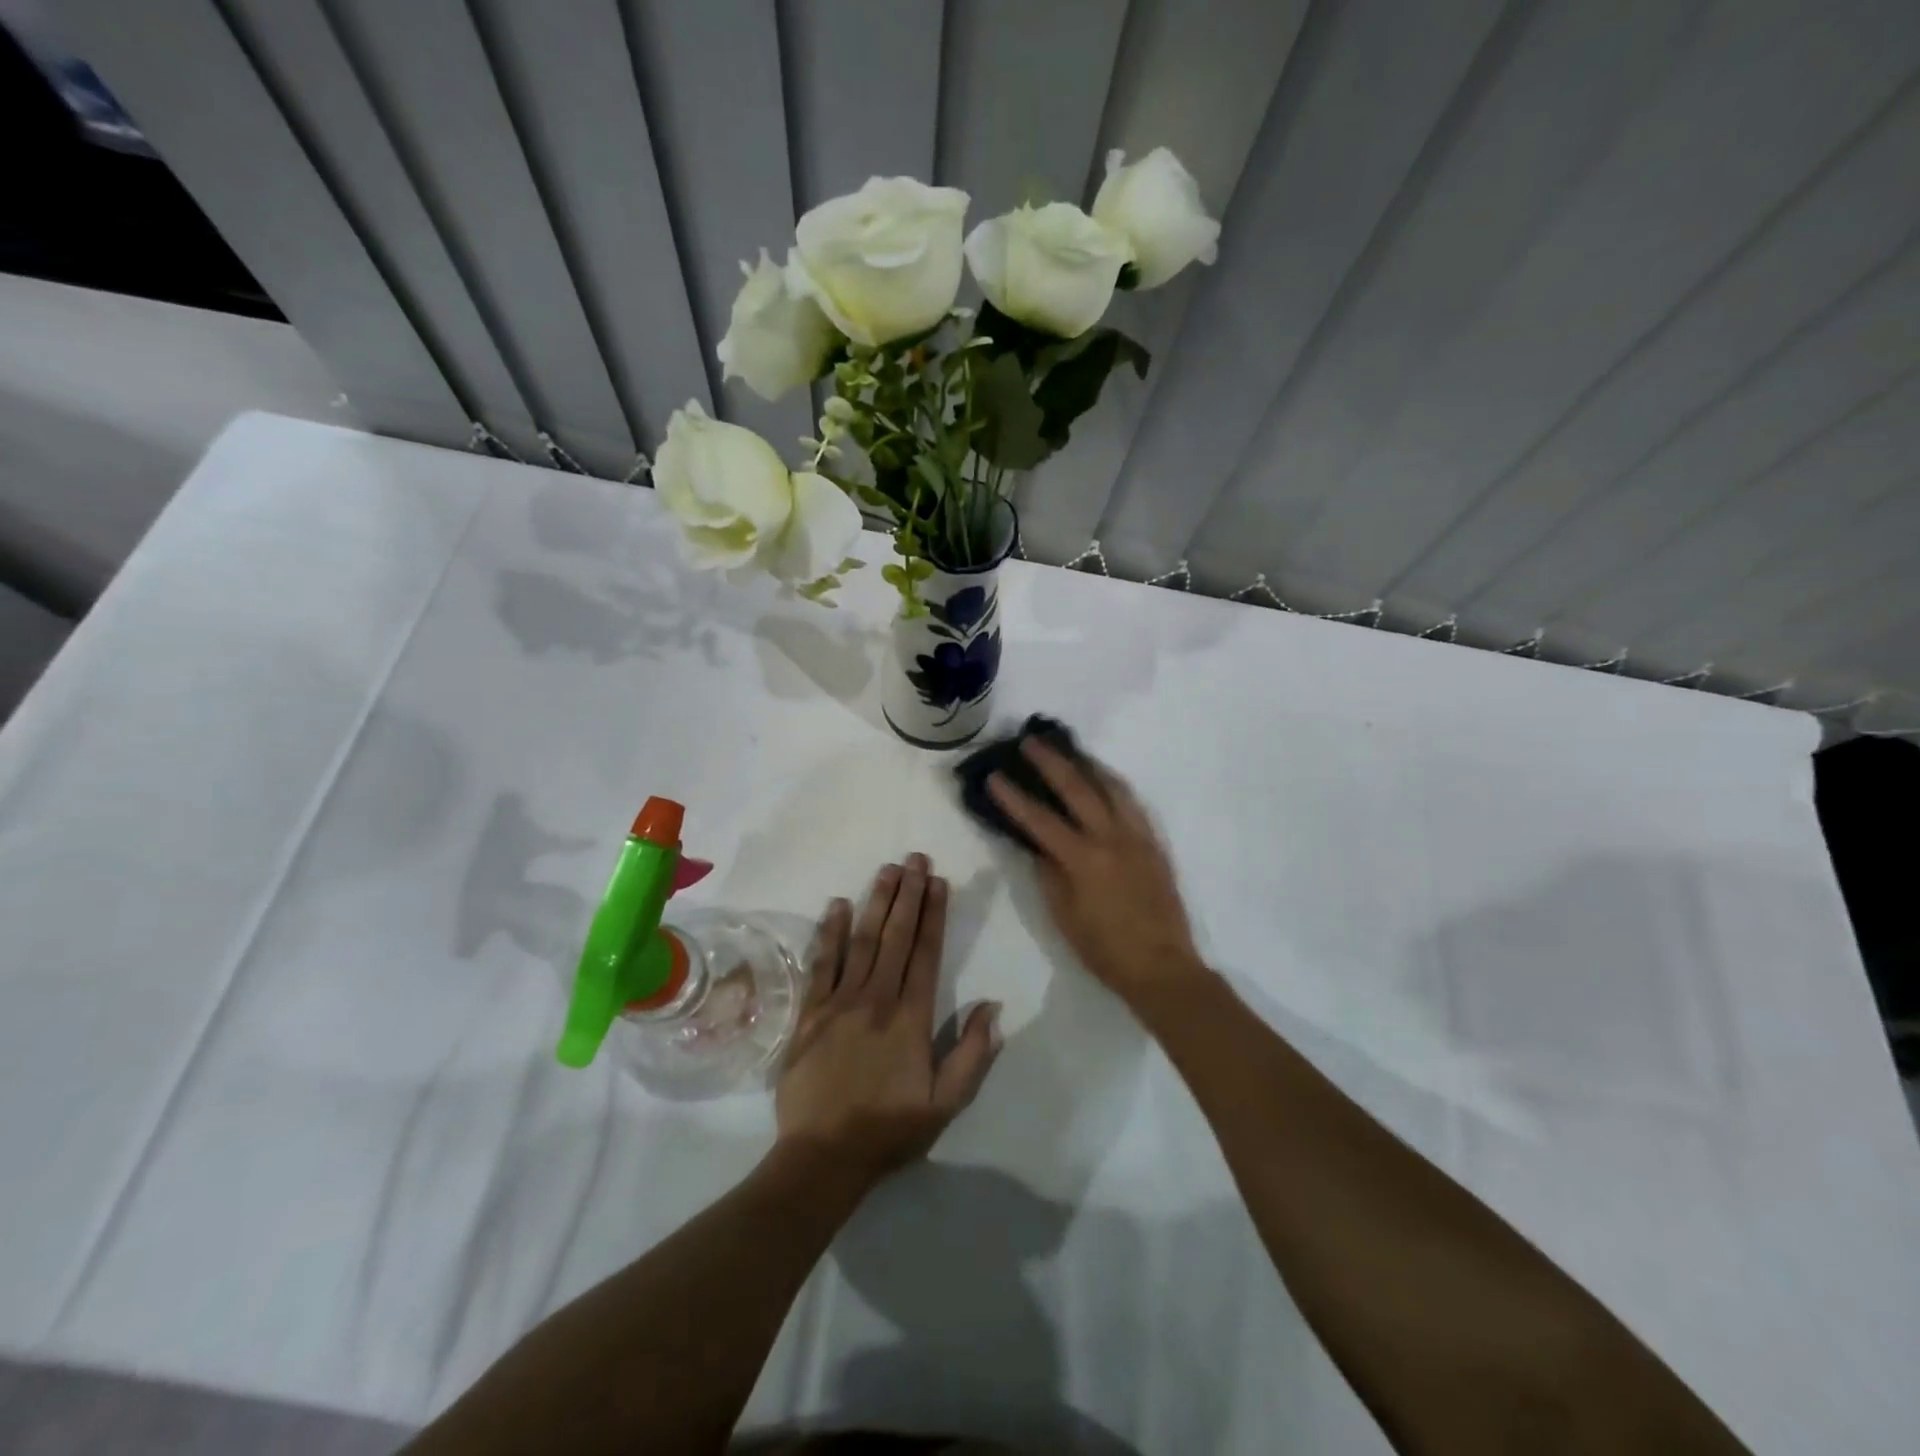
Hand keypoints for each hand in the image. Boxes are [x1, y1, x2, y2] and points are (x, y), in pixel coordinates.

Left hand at [775, 854, 1002, 1188]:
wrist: (822, 1157)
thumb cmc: (888, 1130)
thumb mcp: (944, 1105)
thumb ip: (971, 1055)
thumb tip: (992, 1007)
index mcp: (910, 1017)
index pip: (925, 953)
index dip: (933, 914)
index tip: (938, 881)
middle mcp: (876, 998)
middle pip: (895, 936)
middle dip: (907, 894)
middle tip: (914, 858)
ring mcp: (839, 1002)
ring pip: (861, 940)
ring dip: (875, 902)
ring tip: (887, 869)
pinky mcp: (809, 1012)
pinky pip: (822, 963)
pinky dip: (829, 932)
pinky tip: (836, 905)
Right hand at [988, 739, 1206, 1009]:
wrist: (1162, 967)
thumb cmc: (1104, 949)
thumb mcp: (1064, 916)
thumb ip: (1049, 874)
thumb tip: (1038, 845)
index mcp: (1083, 859)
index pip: (1040, 820)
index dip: (1013, 797)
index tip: (994, 776)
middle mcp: (1111, 838)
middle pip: (1078, 788)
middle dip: (1051, 762)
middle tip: (1031, 741)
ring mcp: (1137, 837)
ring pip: (1112, 787)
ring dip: (1088, 765)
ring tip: (1070, 750)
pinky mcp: (1154, 843)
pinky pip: (1132, 803)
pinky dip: (1114, 785)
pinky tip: (1104, 781)